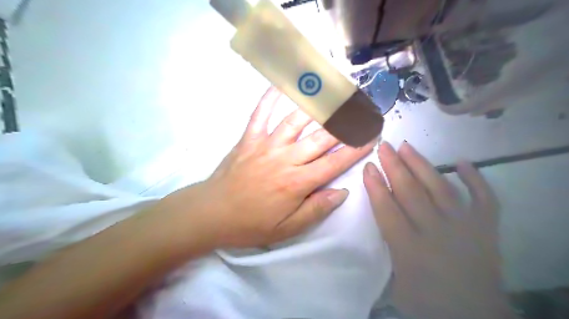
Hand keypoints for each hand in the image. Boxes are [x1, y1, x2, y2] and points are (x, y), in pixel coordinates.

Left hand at [161, 88, 373, 249]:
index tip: (372, 136)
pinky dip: (270, 97)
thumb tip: (341, 192)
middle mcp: (285, 159)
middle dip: (345, 123)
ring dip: (317, 106)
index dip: (356, 149)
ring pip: (296, 120)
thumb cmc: (251, 224)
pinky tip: (280, 84)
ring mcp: (266, 145)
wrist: (212, 212)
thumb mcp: (287, 229)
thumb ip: (316, 210)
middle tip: (362, 110)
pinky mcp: (249, 139)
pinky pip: (260, 113)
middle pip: (321, 137)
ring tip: (334, 92)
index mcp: (297, 183)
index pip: (334, 162)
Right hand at [362, 143, 518, 318]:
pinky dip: (476, 179)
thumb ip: (388, 249)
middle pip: (411, 192)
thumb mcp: (396, 282)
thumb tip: (382, 218)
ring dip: (421, 165)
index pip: (387, 209)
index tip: (368, 166)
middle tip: (384, 146)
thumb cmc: (428, 303)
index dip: (375, 186)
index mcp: (409, 249)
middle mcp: (436, 232)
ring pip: (440, 188)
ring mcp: (464, 227)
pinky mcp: (486, 229)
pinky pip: (484, 199)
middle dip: (394, 166)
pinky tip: (463, 161)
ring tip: (407, 146)